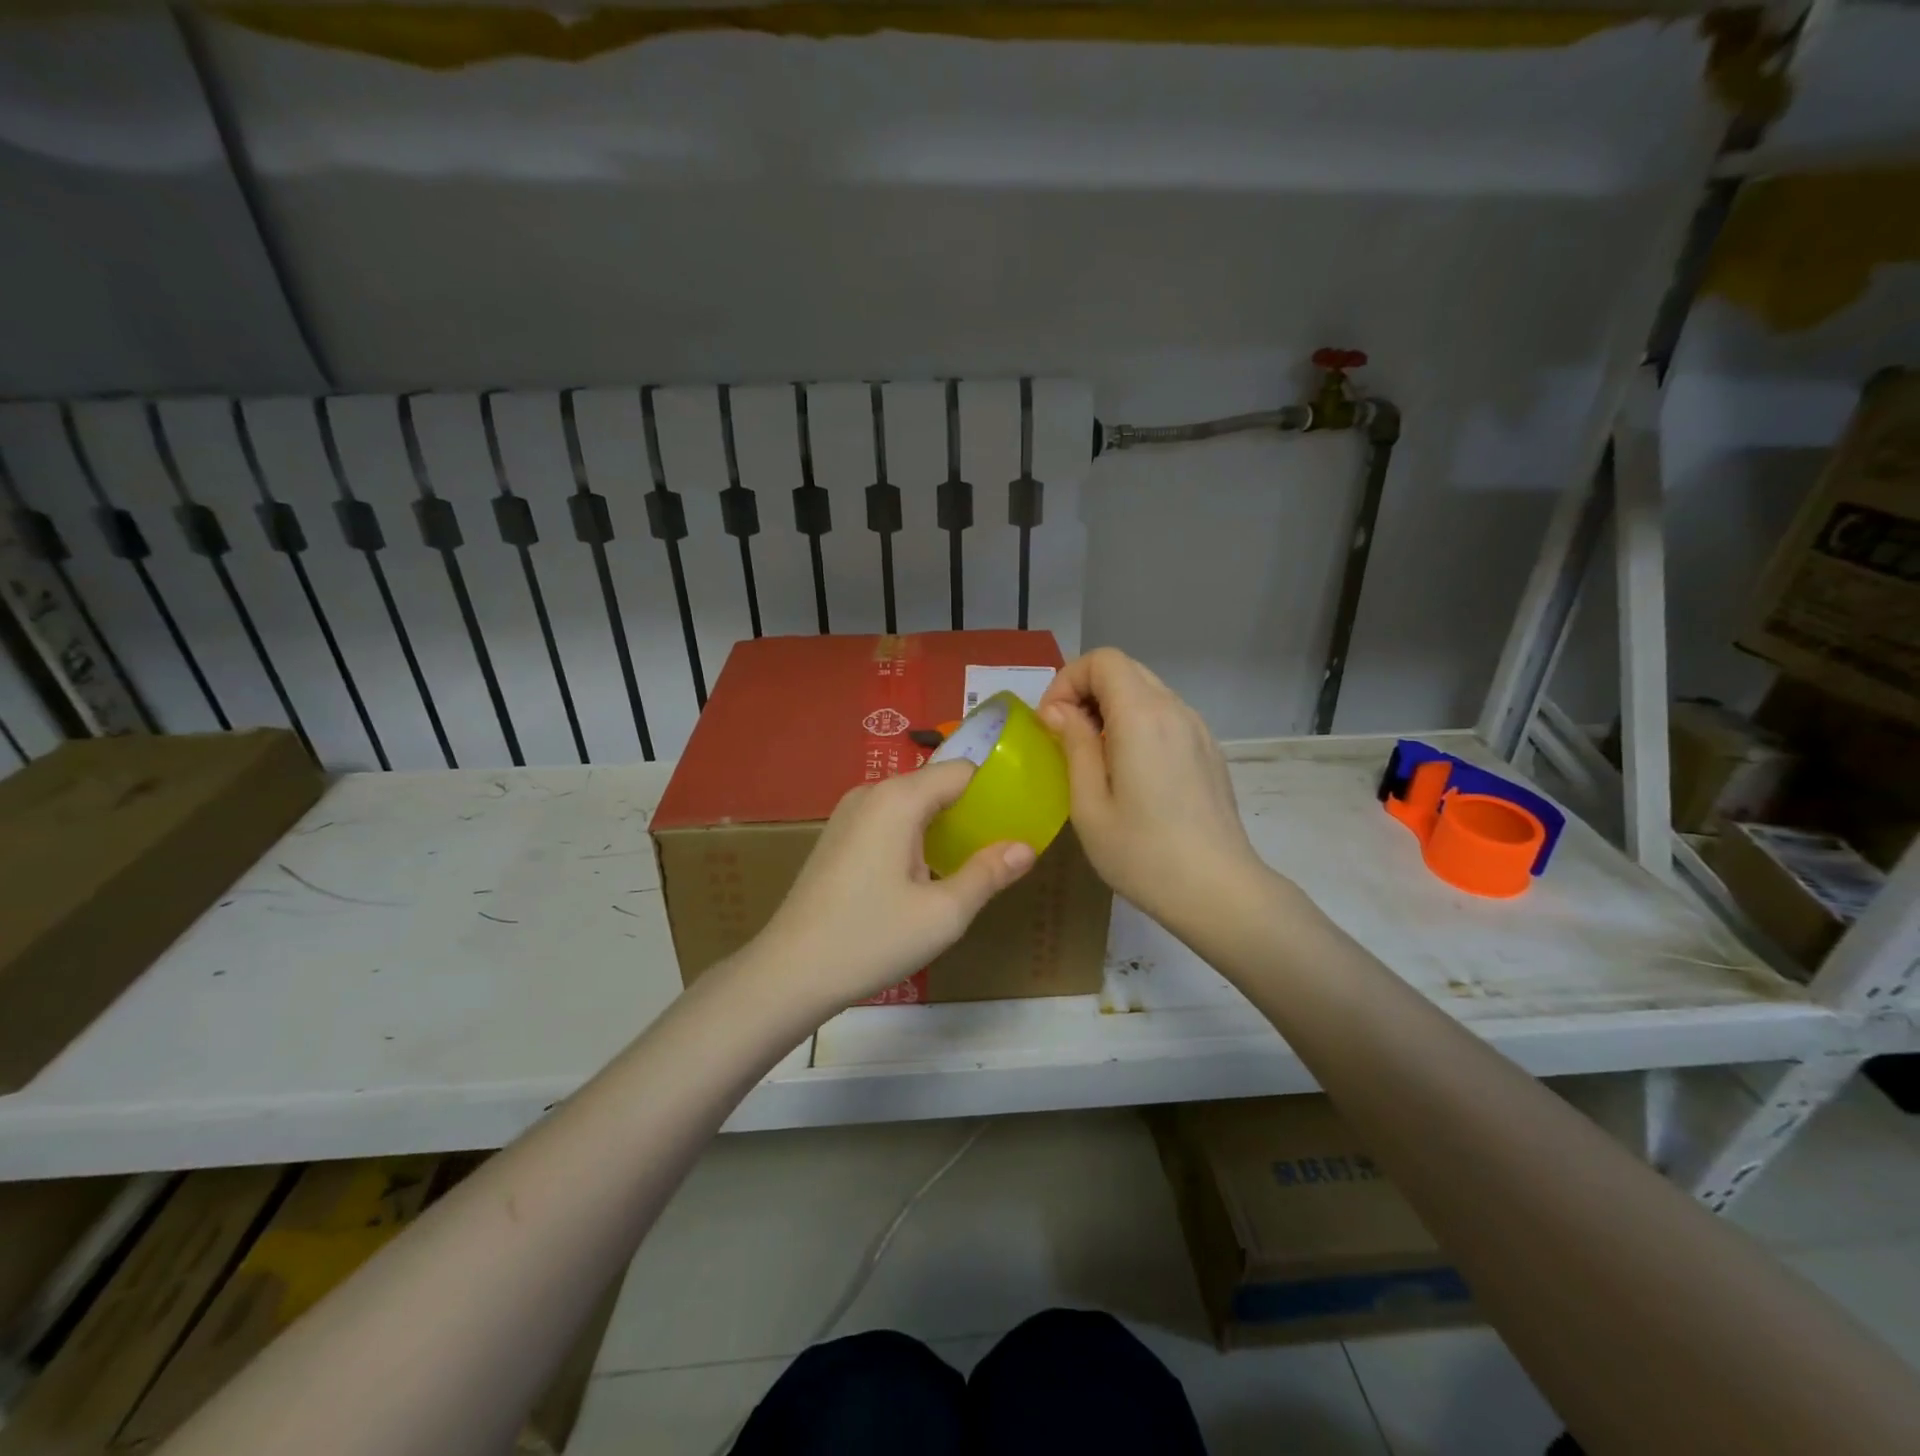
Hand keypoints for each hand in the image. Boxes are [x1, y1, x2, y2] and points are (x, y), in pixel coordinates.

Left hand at [753, 761, 1035, 1013]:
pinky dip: (916, 835)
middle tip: (1002, 846)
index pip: (962, 771)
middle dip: (971, 810)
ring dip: (943, 825)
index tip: (1021, 816)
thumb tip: (1026, 847)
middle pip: (936, 785)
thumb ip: (988, 873)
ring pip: (912, 804)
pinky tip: (926, 873)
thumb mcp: (943, 913)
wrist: (789, 972)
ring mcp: (849, 813)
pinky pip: (890, 820)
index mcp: (898, 799)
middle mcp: (871, 793)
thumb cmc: (871, 938)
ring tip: (971, 861)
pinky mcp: (838, 836)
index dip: (995, 789)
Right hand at [1038, 648, 1267, 929]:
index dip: (1068, 681)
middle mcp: (1175, 710)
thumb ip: (1073, 745)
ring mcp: (1198, 729)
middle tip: (1066, 737)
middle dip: (1086, 691)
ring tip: (1095, 757)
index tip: (1052, 724)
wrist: (1219, 891)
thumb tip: (1059, 711)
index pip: (1102, 660)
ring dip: (1112, 708)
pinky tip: (1130, 772)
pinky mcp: (1208, 750)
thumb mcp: (1088, 804)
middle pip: (1125, 669)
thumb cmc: (1142, 853)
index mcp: (1142, 716)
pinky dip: (1137, 724)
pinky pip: (1166, 716)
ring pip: (1147, 691)